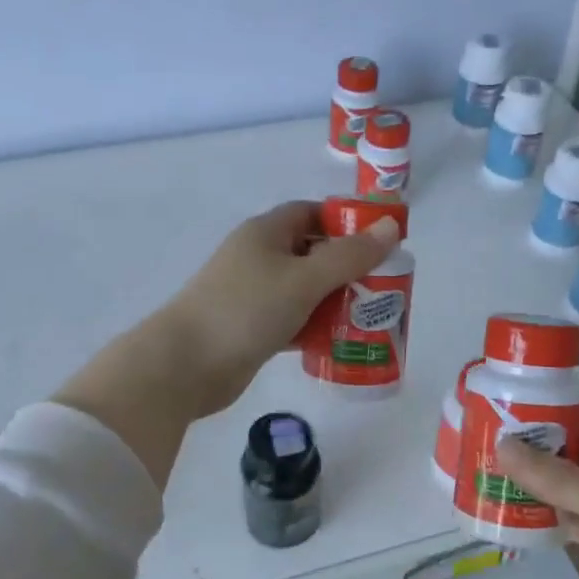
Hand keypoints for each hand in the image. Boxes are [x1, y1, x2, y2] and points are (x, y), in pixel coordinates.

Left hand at [151, 200, 399, 417]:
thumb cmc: (246, 310)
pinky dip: (315, 327)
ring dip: (334, 301)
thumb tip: (392, 227)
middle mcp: (258, 258)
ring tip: (372, 316)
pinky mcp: (251, 329)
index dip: (346, 222)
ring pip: (304, 290)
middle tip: (385, 286)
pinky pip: (293, 320)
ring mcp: (253, 295)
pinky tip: (342, 341)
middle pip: (312, 253)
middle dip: (347, 267)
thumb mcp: (304, 279)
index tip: (380, 243)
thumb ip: (349, 256)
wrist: (185, 365)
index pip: (311, 213)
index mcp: (266, 233)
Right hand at [495, 382, 578, 578]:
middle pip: (570, 438)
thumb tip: (501, 445)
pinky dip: (542, 514)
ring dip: (530, 477)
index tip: (505, 390)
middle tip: (477, 433)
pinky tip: (505, 514)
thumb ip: (561, 480)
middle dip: (528, 435)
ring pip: (566, 479)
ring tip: (479, 469)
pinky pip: (570, 516)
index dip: (551, 389)